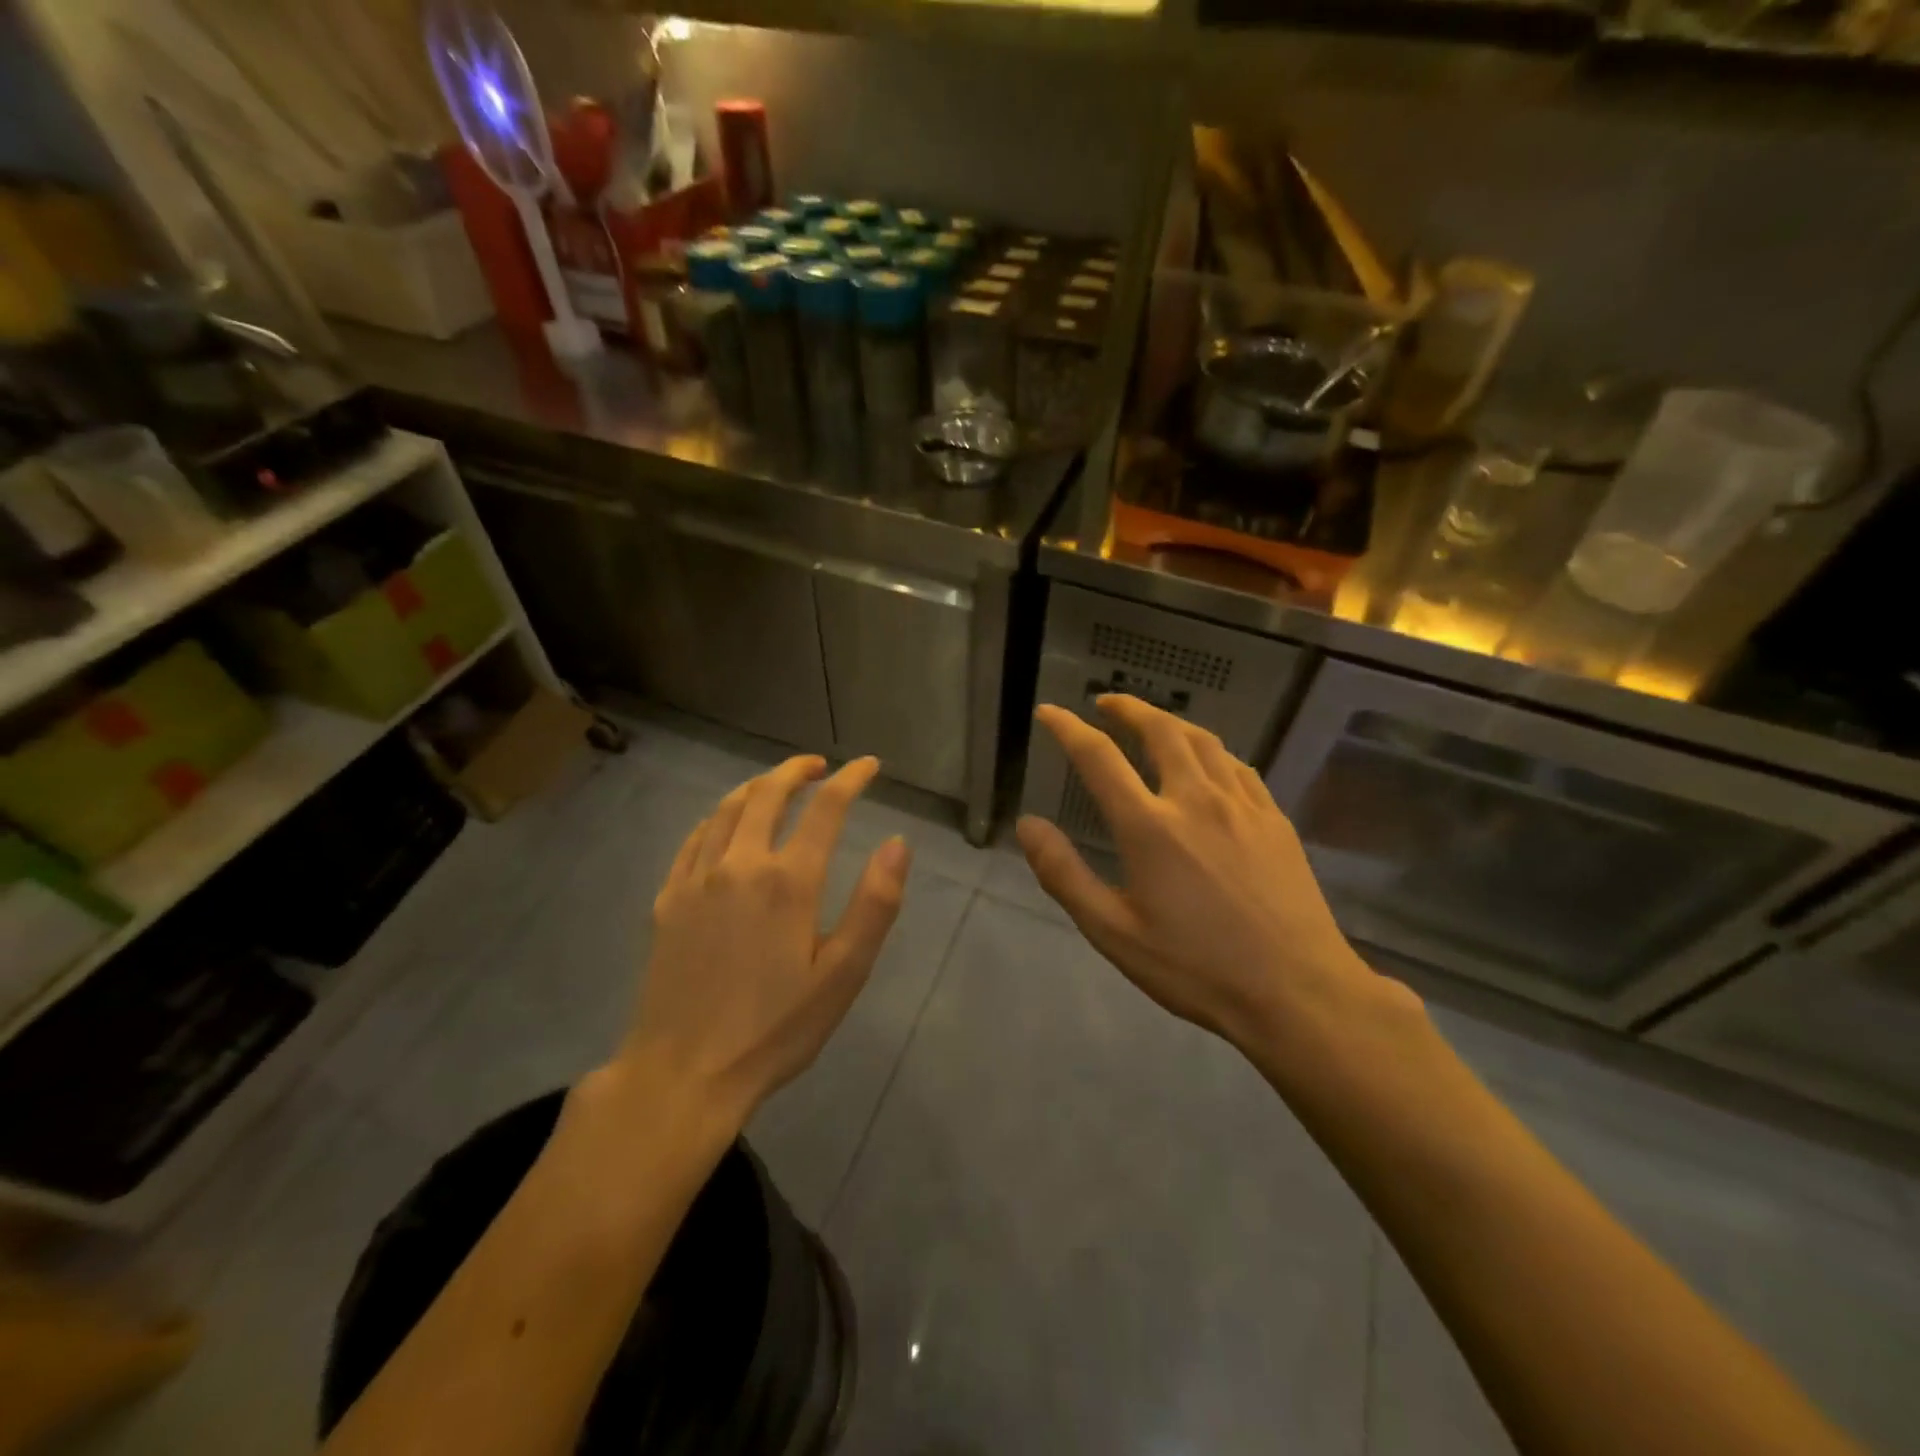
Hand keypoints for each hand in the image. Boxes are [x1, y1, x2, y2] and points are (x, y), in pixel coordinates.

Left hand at [620, 755, 910, 1118]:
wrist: (684, 1074)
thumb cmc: (775, 1029)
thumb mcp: (842, 974)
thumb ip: (874, 904)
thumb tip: (898, 844)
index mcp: (788, 881)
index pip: (825, 808)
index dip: (850, 779)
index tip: (867, 765)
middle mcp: (739, 864)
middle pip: (767, 794)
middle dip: (797, 770)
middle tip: (819, 766)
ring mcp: (696, 880)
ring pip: (726, 809)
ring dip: (755, 787)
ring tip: (776, 785)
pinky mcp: (667, 900)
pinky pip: (693, 839)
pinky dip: (715, 818)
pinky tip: (723, 824)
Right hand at [1017, 696, 1404, 1059]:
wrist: (1299, 992)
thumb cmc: (1196, 968)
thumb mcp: (1114, 933)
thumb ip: (1064, 874)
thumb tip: (1027, 825)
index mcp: (1149, 826)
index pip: (1099, 757)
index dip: (1068, 728)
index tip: (1049, 711)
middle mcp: (1195, 800)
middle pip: (1159, 731)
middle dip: (1128, 709)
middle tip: (1106, 704)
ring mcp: (1242, 806)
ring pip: (1203, 741)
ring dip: (1171, 722)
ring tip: (1152, 724)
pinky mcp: (1275, 820)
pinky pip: (1238, 767)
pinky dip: (1212, 752)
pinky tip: (1209, 763)